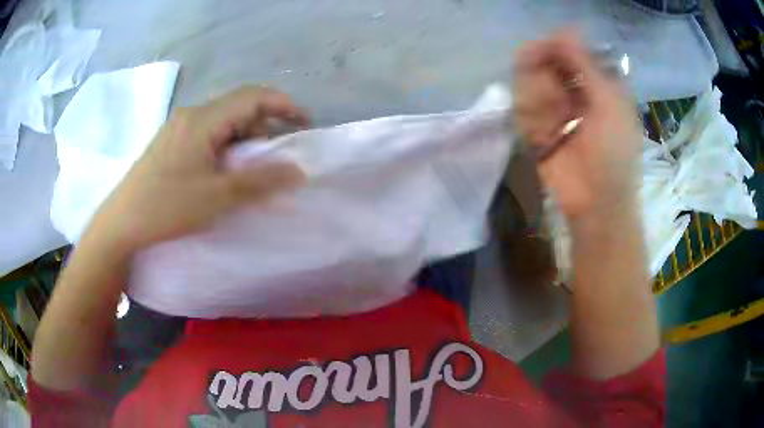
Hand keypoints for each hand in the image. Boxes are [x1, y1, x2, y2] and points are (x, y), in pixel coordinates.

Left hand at [88, 86, 309, 251]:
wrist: (121, 223)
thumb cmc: (166, 207)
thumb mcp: (216, 197)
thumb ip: (260, 181)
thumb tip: (298, 171)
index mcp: (202, 120)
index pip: (253, 96)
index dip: (283, 105)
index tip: (303, 124)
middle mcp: (191, 115)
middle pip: (238, 108)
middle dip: (261, 130)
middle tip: (269, 163)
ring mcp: (178, 127)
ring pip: (222, 123)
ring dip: (241, 142)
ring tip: (243, 175)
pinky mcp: (171, 142)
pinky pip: (207, 134)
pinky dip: (224, 148)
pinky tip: (219, 173)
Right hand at [512, 32, 641, 223]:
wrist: (597, 204)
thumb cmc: (614, 153)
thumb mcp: (609, 103)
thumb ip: (585, 64)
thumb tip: (564, 28)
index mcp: (598, 82)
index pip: (570, 49)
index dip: (557, 47)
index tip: (547, 50)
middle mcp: (575, 89)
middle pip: (546, 61)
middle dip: (544, 74)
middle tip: (551, 93)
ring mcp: (554, 109)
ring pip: (530, 82)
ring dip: (538, 99)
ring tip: (553, 123)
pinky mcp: (537, 127)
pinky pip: (522, 108)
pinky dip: (530, 119)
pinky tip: (543, 136)